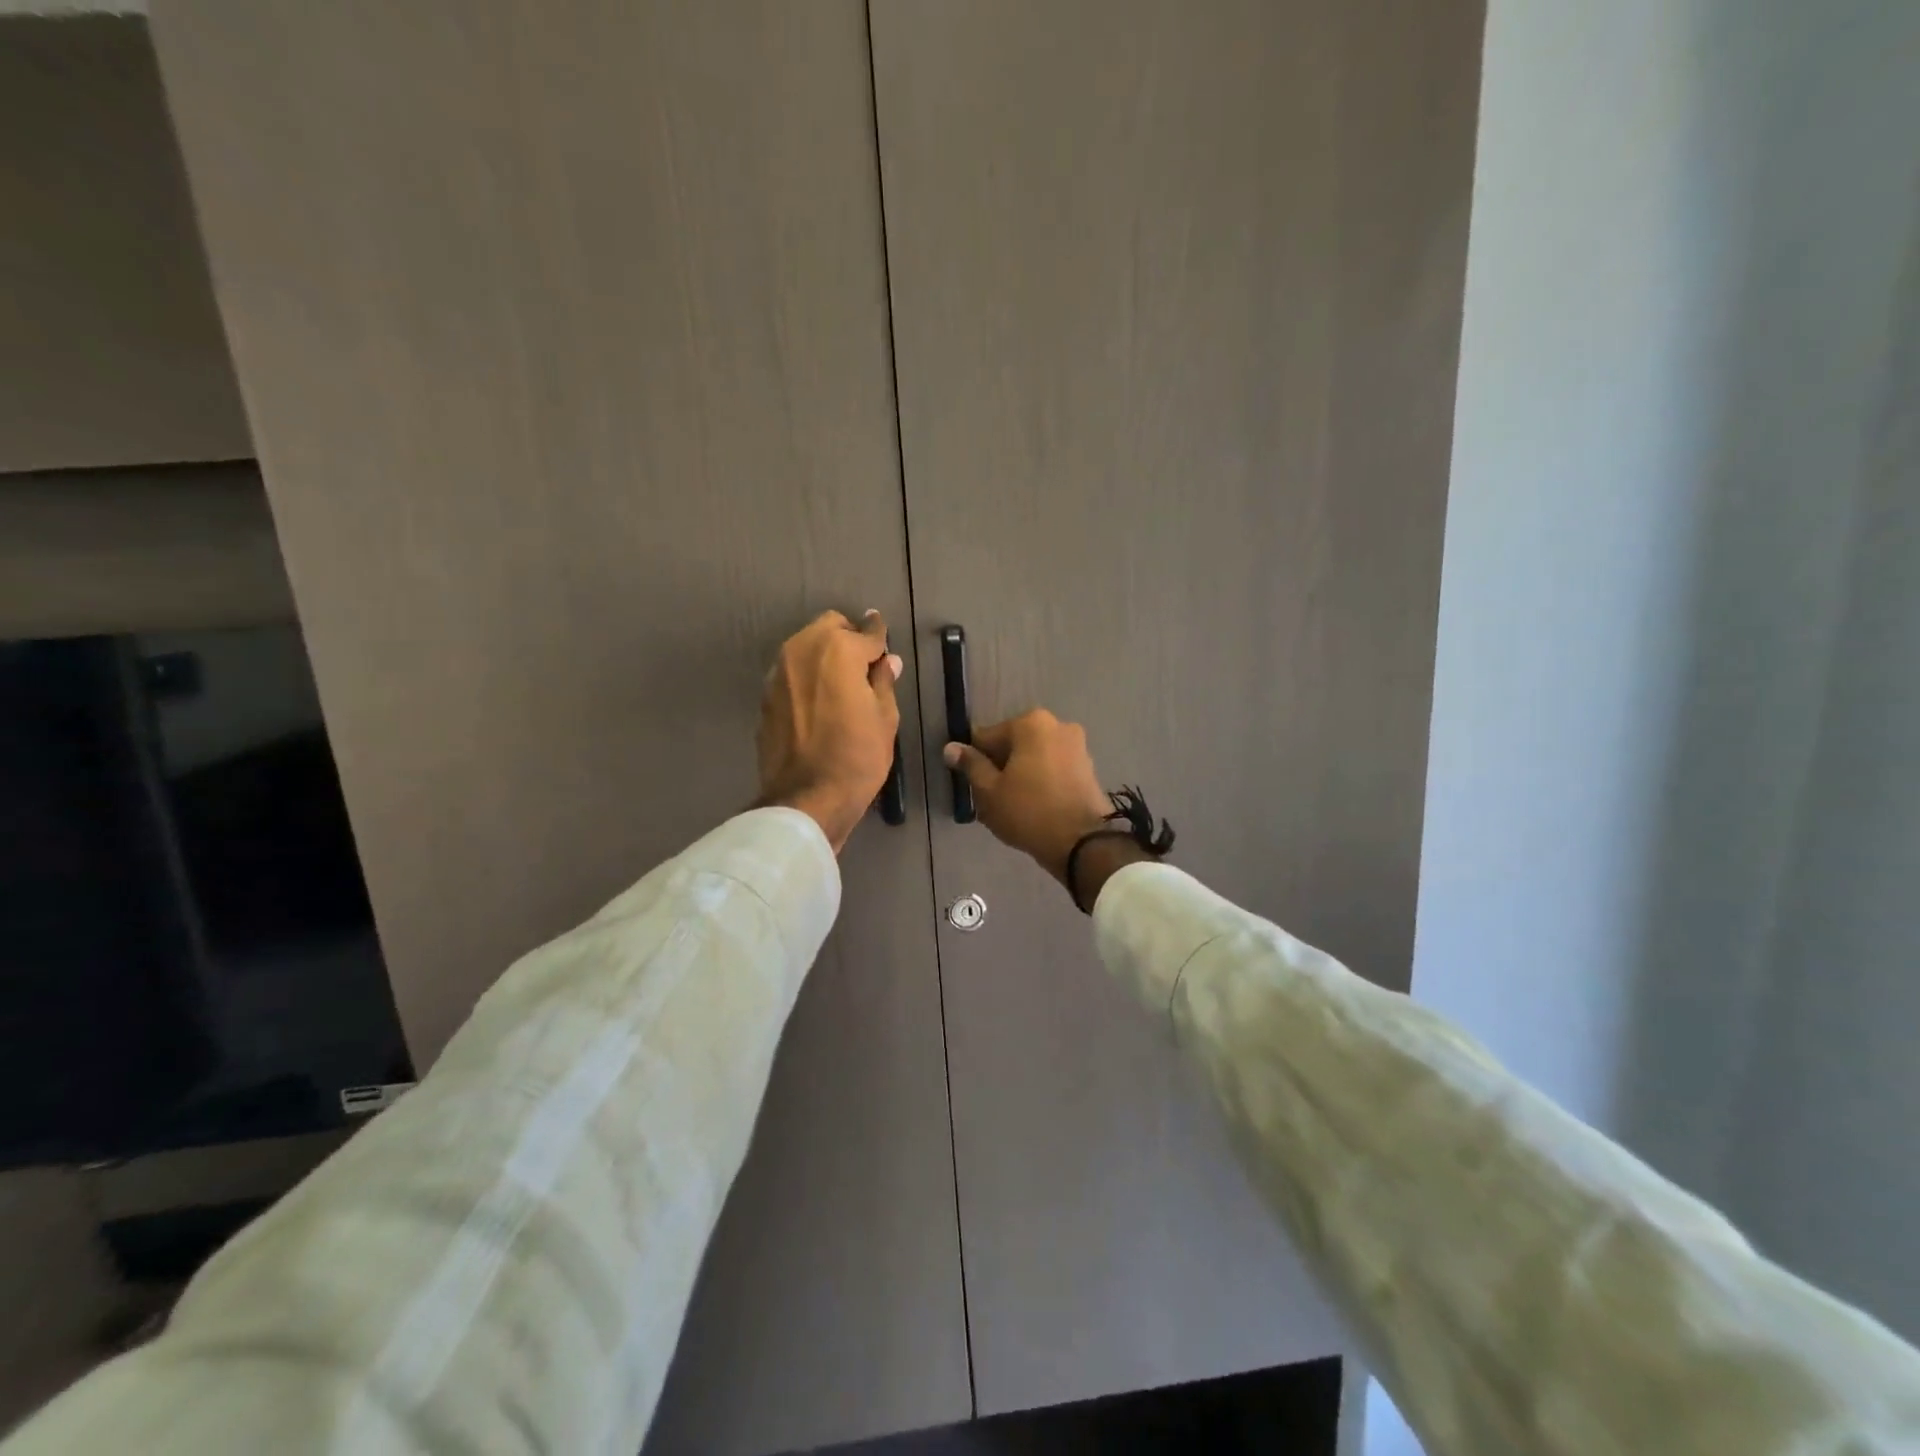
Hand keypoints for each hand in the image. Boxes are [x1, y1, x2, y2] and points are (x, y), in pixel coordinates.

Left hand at [758, 610, 901, 852]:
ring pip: (805, 647)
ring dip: (824, 655)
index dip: (879, 634)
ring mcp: (778, 673)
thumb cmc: (857, 758)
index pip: (866, 632)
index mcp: (837, 650)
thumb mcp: (885, 719)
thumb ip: (884, 681)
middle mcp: (802, 650)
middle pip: (829, 627)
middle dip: (848, 638)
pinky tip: (818, 702)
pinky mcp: (765, 697)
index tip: (884, 634)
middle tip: (864, 664)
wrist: (805, 799)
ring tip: (840, 683)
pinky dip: (807, 677)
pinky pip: (791, 673)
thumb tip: (887, 661)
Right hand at [943, 710, 1114, 887]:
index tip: (973, 785)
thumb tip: (951, 747)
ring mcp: (1077, 746)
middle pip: (1013, 745)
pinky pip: (1053, 769)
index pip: (987, 737)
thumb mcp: (989, 791)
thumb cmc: (1028, 812)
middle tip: (992, 799)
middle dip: (1001, 767)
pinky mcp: (1088, 768)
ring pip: (1034, 757)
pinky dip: (1041, 781)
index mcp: (1031, 723)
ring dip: (1021, 775)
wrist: (1083, 843)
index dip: (975, 761)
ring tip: (1013, 806)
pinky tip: (1034, 807)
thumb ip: (970, 765)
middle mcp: (1057, 725)